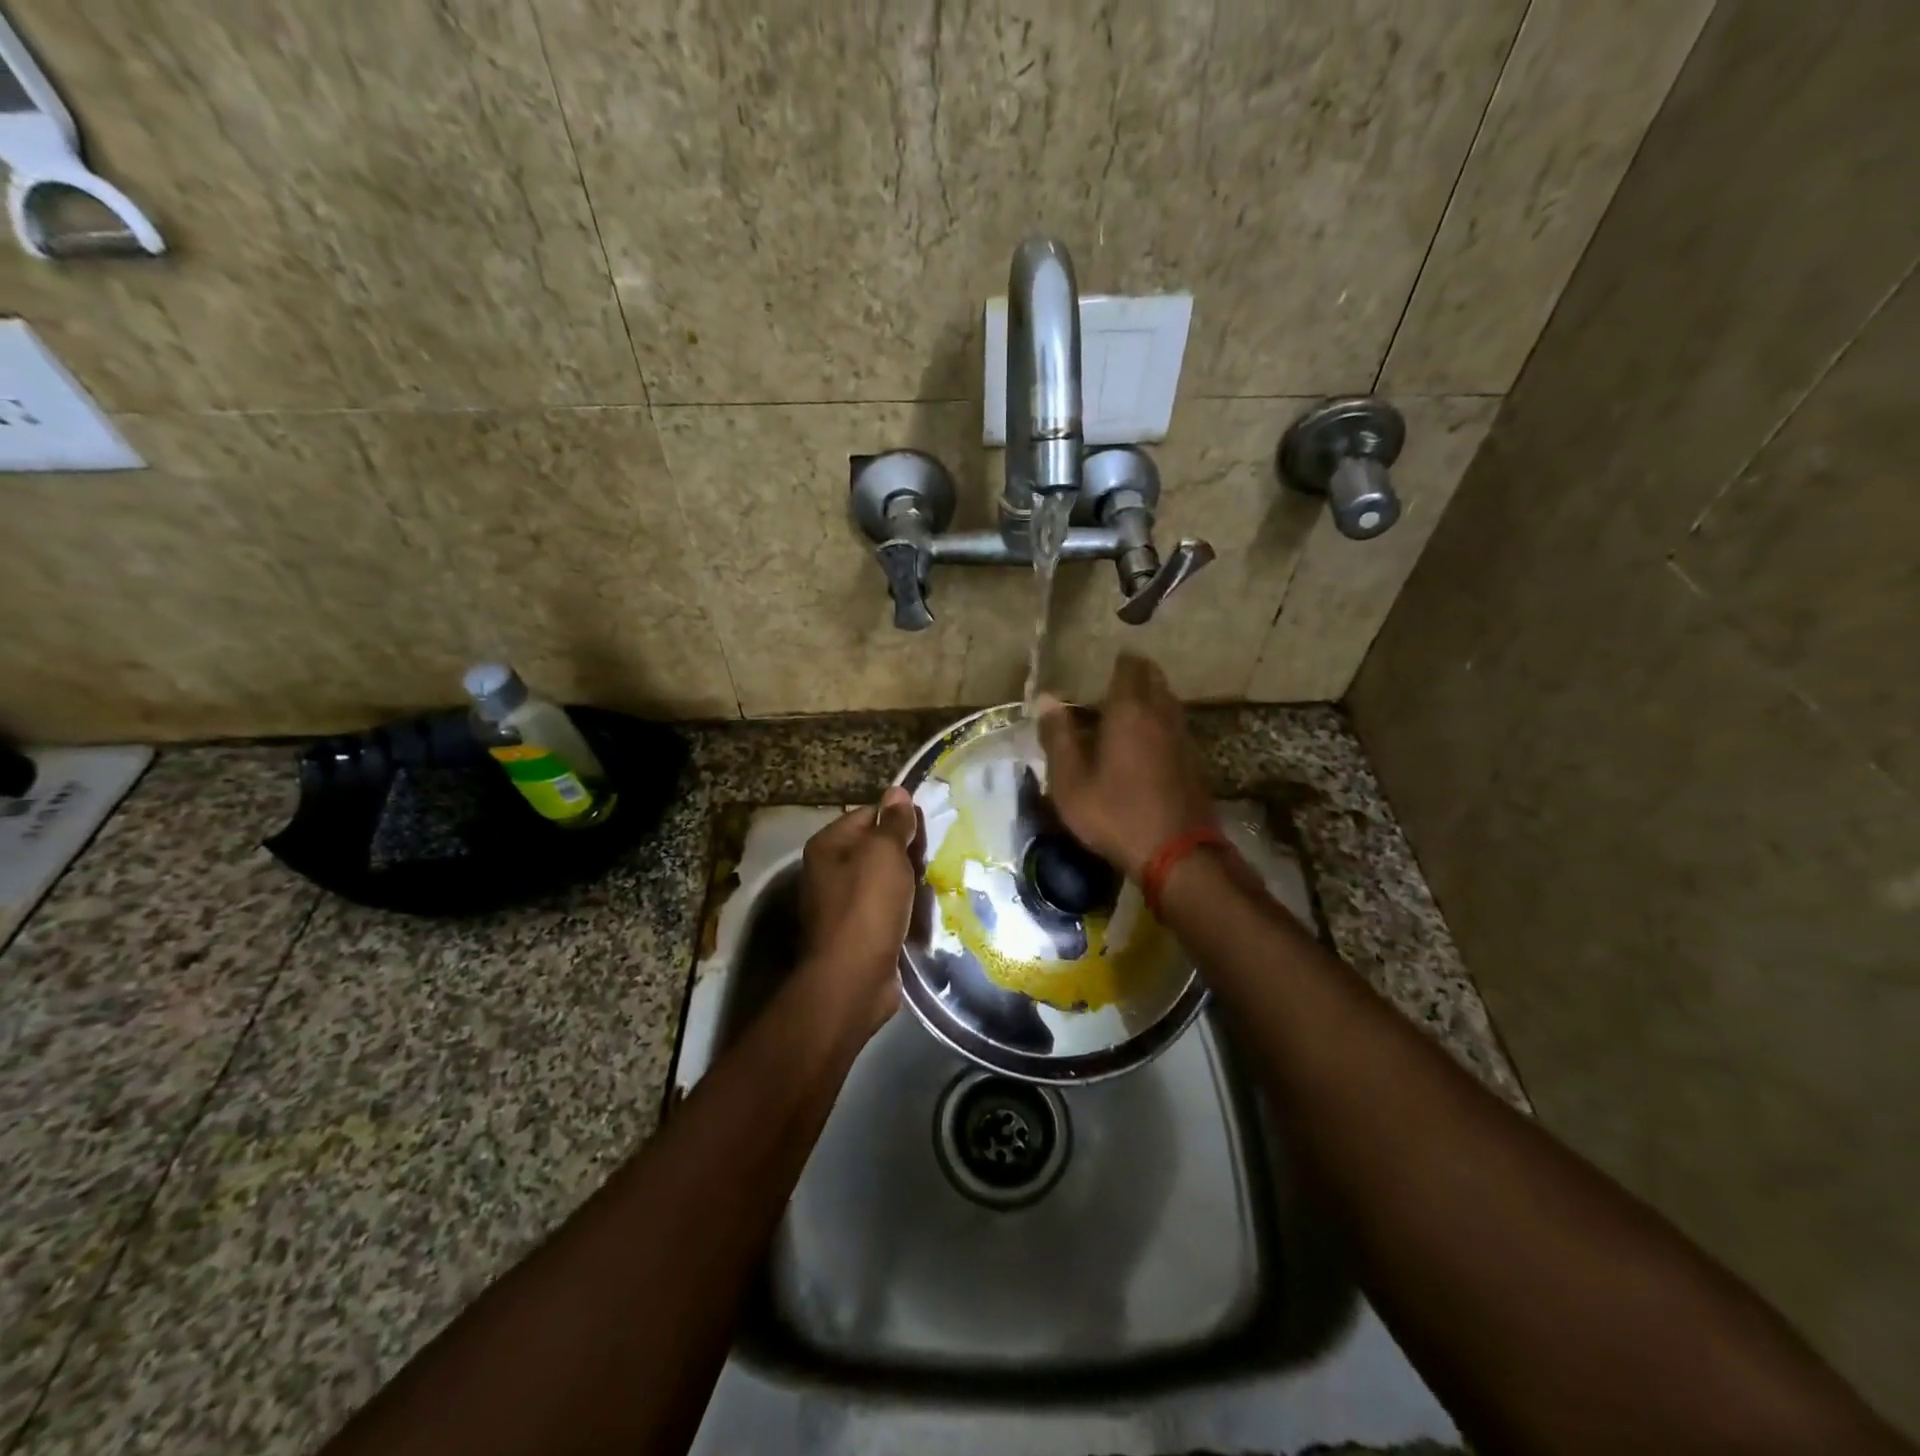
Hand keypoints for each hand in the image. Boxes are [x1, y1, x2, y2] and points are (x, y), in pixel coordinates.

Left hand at [797, 786, 920, 1033]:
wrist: (853, 979)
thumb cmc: (866, 907)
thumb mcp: (884, 854)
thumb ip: (893, 823)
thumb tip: (897, 792)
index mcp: (828, 846)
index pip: (868, 815)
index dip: (898, 819)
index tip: (928, 830)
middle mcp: (828, 872)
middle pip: (875, 848)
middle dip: (905, 853)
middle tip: (935, 858)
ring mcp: (840, 905)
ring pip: (882, 881)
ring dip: (907, 883)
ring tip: (935, 883)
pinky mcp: (856, 933)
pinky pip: (884, 910)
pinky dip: (902, 909)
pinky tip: (923, 912)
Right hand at [1036, 653, 1216, 881]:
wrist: (1177, 854)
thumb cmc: (1115, 814)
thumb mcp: (1071, 782)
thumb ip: (1058, 737)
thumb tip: (1046, 699)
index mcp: (1129, 712)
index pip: (1129, 668)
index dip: (1117, 663)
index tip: (1102, 667)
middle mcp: (1161, 715)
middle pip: (1154, 679)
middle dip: (1135, 676)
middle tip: (1111, 687)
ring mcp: (1183, 738)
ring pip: (1168, 702)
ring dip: (1150, 699)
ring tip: (1126, 713)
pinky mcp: (1194, 761)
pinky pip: (1175, 726)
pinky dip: (1160, 724)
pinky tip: (1146, 745)